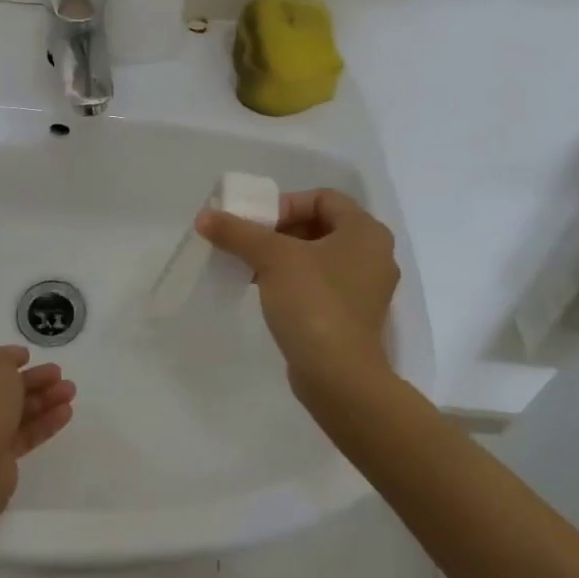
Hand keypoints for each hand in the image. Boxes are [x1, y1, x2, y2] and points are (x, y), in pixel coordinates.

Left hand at [0, 347, 75, 510]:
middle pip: (2, 387)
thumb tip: (15, 360)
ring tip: (71, 391)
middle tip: (59, 374)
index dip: (6, 358)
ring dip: (44, 399)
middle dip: (33, 380)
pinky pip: (22, 434)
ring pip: (15, 411)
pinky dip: (43, 422)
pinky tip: (66, 413)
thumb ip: (8, 357)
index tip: (29, 357)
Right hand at [196, 188, 397, 391]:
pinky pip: (322, 283)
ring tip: (251, 267)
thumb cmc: (314, 303)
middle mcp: (374, 255)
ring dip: (283, 256)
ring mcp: (366, 288)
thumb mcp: (271, 258)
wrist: (340, 379)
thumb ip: (238, 232)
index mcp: (365, 231)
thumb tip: (204, 217)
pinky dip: (295, 280)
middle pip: (320, 225)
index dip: (286, 204)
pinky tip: (266, 291)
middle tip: (249, 242)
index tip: (257, 223)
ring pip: (319, 256)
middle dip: (280, 230)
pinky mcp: (354, 316)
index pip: (323, 198)